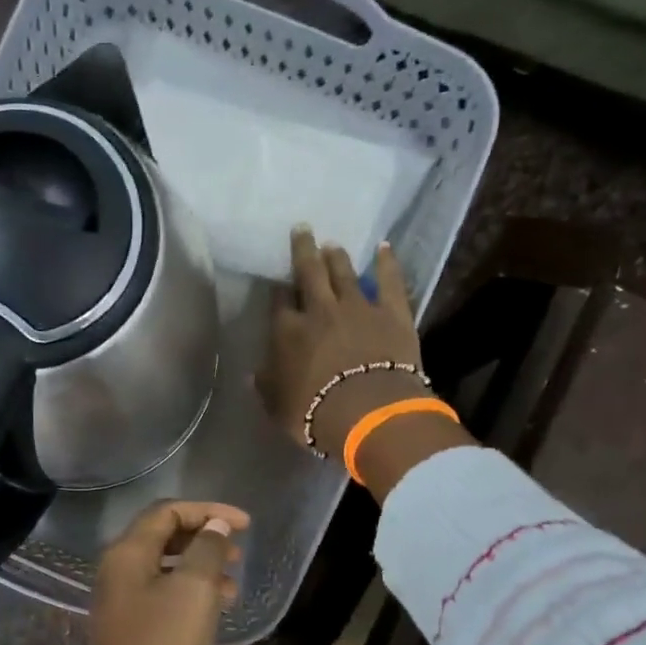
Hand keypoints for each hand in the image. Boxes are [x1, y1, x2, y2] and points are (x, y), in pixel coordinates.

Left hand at [78, 500, 250, 644]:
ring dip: (201, 569)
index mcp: (126, 553)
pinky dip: (191, 596)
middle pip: (163, 538)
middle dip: (204, 539)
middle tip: (239, 553)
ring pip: (165, 571)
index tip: (246, 525)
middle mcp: (117, 572)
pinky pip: (163, 598)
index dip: (208, 511)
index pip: (167, 512)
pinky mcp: (130, 631)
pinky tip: (215, 612)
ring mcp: (121, 603)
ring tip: (234, 586)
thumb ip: (207, 550)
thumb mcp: (194, 590)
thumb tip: (215, 526)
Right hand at [259, 229, 428, 453]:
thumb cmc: (313, 414)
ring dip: (336, 256)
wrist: (366, 412)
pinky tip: (384, 247)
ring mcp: (357, 307)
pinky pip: (389, 281)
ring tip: (332, 244)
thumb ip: (266, 385)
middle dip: (303, 251)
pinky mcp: (392, 312)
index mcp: (288, 333)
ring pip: (343, 272)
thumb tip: (253, 374)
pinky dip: (386, 263)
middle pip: (309, 273)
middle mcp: (319, 311)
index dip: (278, 293)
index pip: (279, 304)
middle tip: (302, 230)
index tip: (278, 285)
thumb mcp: (277, 405)